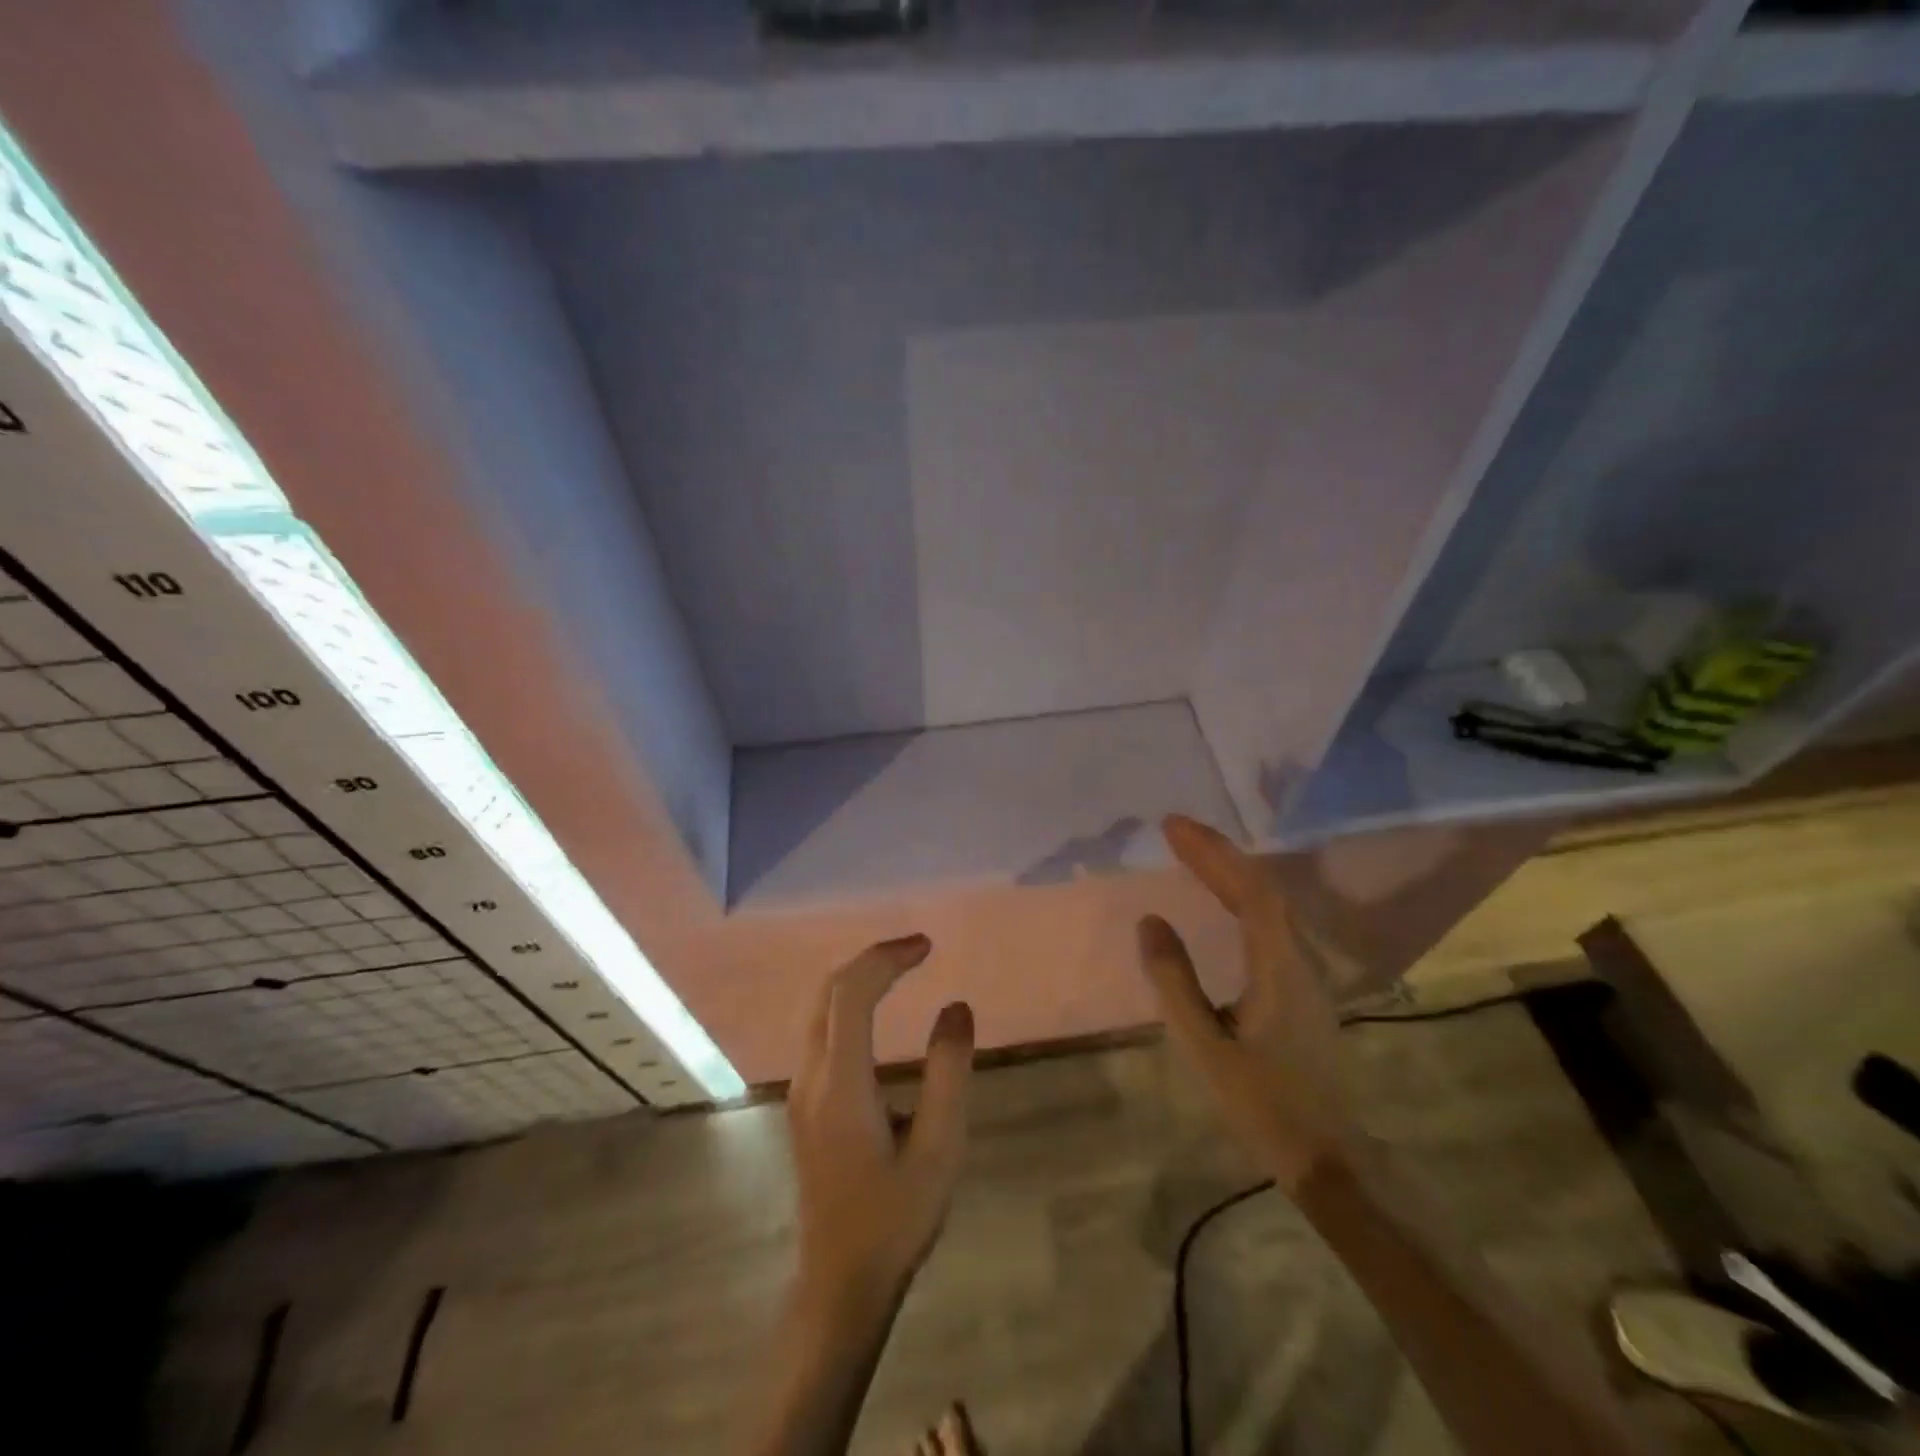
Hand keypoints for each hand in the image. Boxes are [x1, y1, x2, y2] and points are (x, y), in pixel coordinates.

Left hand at [788, 934, 974, 1306]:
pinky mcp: (804, 1104)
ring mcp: (801, 1091)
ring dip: (859, 978)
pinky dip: (850, 1002)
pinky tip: (877, 1011)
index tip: (927, 946)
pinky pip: (822, 1030)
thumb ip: (948, 1072)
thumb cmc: (895, 1218)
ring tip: (903, 969)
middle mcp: (811, 1077)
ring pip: (820, 1009)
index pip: (852, 994)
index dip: (887, 958)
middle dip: (872, 959)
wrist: (840, 1283)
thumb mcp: (939, 1148)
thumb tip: (956, 1007)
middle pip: (829, 991)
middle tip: (918, 949)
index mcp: (841, 1084)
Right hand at [1138, 815, 1363, 1191]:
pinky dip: (1242, 896)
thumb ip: (1175, 982)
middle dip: (1218, 853)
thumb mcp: (1206, 1047)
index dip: (1211, 852)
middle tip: (1175, 830)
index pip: (1248, 889)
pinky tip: (1224, 902)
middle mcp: (1300, 958)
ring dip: (1231, 871)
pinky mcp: (1304, 988)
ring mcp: (1308, 973)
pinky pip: (1272, 922)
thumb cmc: (1266, 1105)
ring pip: (1271, 903)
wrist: (1332, 1158)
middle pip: (1262, 888)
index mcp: (1280, 966)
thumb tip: (1151, 921)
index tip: (1172, 826)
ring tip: (1193, 854)